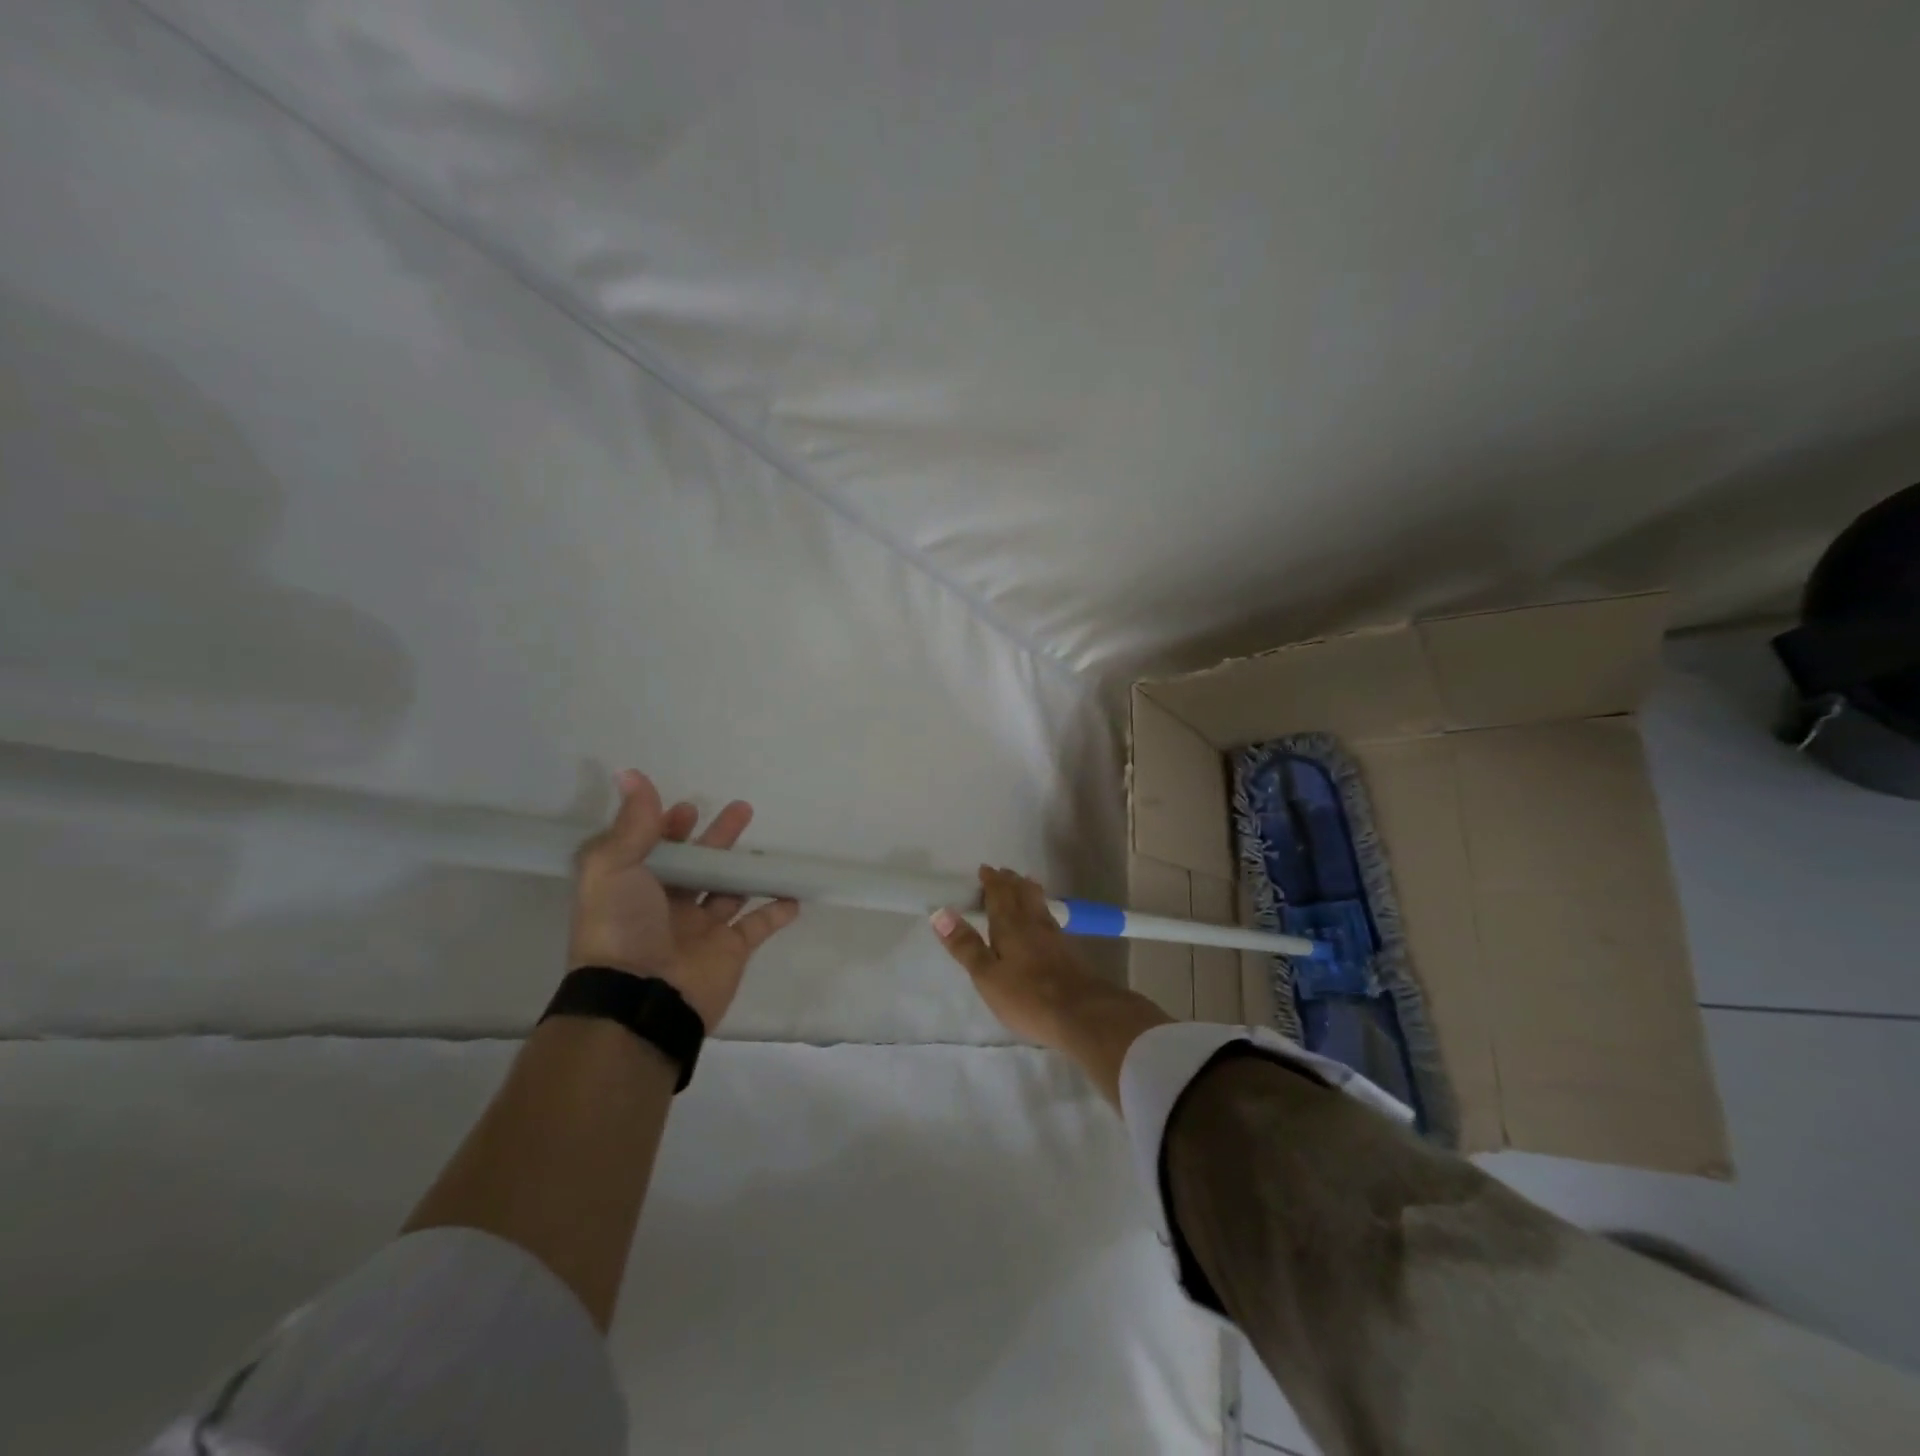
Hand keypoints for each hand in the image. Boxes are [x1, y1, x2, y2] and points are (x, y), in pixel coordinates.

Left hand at [568, 769, 798, 1029]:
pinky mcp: (730, 950)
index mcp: (635, 888)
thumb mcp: (614, 866)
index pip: (654, 850)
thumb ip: (632, 822)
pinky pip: (758, 926)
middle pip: (698, 865)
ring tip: (765, 850)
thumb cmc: (622, 927)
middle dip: (717, 838)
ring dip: (746, 871)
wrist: (642, 998)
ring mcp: (701, 930)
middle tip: (741, 810)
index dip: (668, 828)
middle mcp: (667, 907)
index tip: (687, 809)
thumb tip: (629, 773)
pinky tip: (792, 893)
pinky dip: (776, 911)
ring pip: (728, 892)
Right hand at [928, 867, 1112, 1047]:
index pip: (999, 894)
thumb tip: (940, 913)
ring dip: (1027, 890)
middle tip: (1002, 873)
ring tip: (1022, 885)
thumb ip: (965, 945)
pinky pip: (1048, 917)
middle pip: (1022, 893)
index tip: (984, 869)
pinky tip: (1041, 920)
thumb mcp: (987, 976)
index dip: (991, 881)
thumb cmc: (1027, 996)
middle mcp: (1033, 923)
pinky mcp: (1068, 951)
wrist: (1082, 1014)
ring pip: (1038, 903)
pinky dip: (1039, 908)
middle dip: (1010, 881)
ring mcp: (1054, 936)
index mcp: (1010, 925)